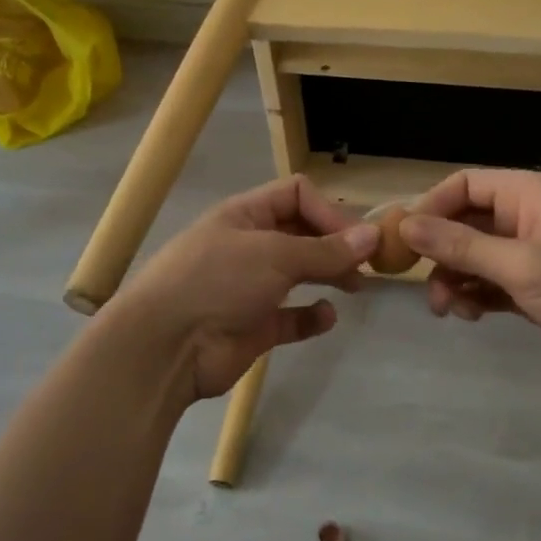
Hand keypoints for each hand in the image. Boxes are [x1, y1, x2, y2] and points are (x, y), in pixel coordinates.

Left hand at [108, 176, 380, 399]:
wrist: (167, 345)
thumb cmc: (217, 281)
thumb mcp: (274, 255)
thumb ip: (326, 249)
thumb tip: (373, 235)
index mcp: (246, 215)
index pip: (296, 195)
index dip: (329, 211)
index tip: (357, 239)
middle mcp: (249, 246)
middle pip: (302, 234)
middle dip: (335, 245)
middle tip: (368, 265)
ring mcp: (251, 287)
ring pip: (299, 274)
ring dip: (328, 276)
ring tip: (355, 287)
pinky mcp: (254, 326)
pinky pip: (290, 316)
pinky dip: (310, 316)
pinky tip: (325, 317)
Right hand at [398, 169, 540, 386]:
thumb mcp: (521, 265)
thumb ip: (461, 246)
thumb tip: (406, 225)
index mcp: (527, 195)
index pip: (464, 185)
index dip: (431, 208)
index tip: (403, 241)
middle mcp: (525, 219)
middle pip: (464, 223)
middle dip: (440, 252)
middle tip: (422, 284)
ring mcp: (531, 255)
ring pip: (474, 258)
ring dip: (455, 280)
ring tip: (449, 309)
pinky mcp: (536, 288)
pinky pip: (490, 284)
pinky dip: (475, 297)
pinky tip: (470, 315)